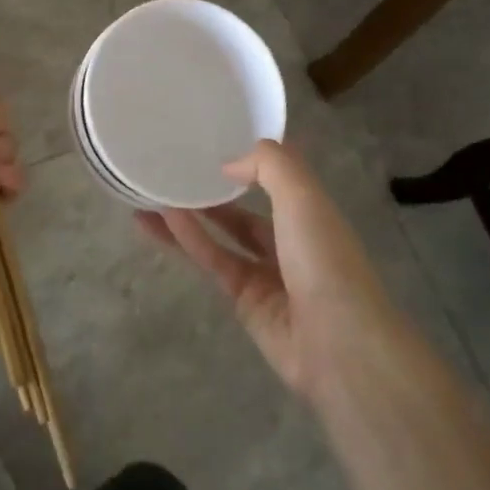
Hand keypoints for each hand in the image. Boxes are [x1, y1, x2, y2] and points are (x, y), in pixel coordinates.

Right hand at [137, 140, 404, 402]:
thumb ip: (268, 165)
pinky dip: (188, 239)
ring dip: (190, 215)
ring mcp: (266, 273)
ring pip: (222, 236)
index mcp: (313, 213)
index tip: (213, 144)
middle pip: (245, 211)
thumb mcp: (302, 196)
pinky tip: (160, 219)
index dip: (249, 163)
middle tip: (174, 171)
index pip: (278, 181)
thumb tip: (229, 165)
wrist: (337, 344)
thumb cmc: (324, 259)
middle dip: (213, 193)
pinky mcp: (244, 301)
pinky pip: (213, 260)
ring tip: (151, 193)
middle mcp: (290, 241)